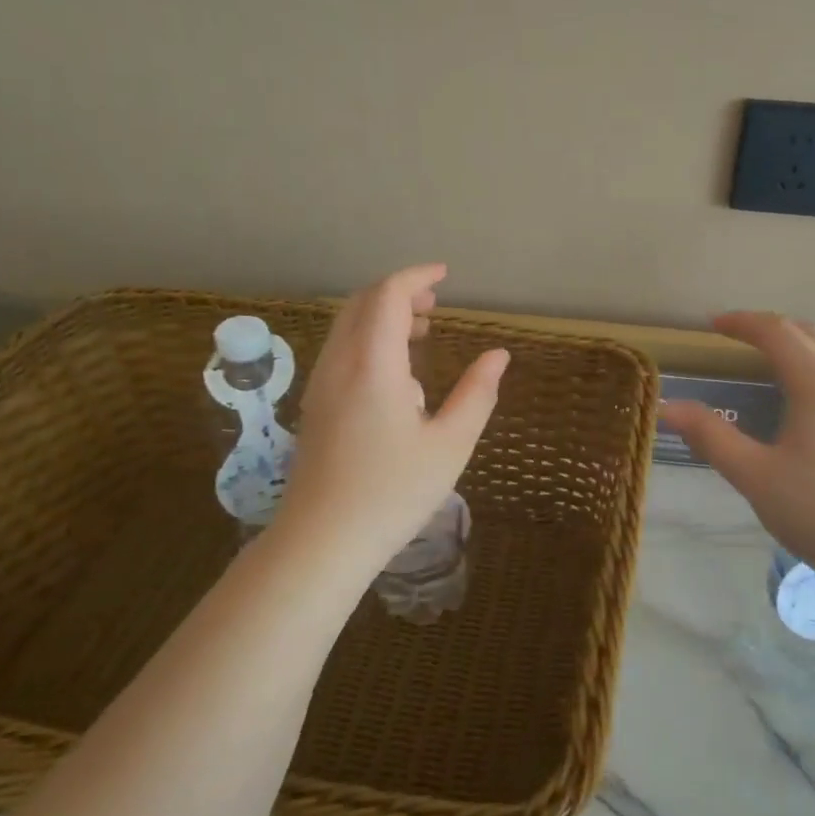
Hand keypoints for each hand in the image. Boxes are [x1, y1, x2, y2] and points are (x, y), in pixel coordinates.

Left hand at [275, 264, 507, 579]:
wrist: (322, 541)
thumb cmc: (393, 493)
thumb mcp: (450, 445)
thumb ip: (477, 394)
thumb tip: (498, 356)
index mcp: (374, 365)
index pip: (389, 296)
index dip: (417, 277)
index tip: (445, 275)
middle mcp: (339, 364)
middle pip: (362, 303)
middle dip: (399, 292)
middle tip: (435, 304)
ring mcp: (321, 385)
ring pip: (346, 326)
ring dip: (382, 316)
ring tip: (421, 334)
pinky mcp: (315, 406)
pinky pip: (340, 351)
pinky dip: (368, 340)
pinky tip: (396, 376)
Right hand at [660, 313, 814, 593]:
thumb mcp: (755, 476)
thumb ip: (711, 436)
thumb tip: (669, 407)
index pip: (777, 332)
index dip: (742, 323)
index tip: (712, 325)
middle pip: (810, 334)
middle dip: (771, 328)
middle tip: (737, 337)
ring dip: (799, 346)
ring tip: (769, 362)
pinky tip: (807, 402)